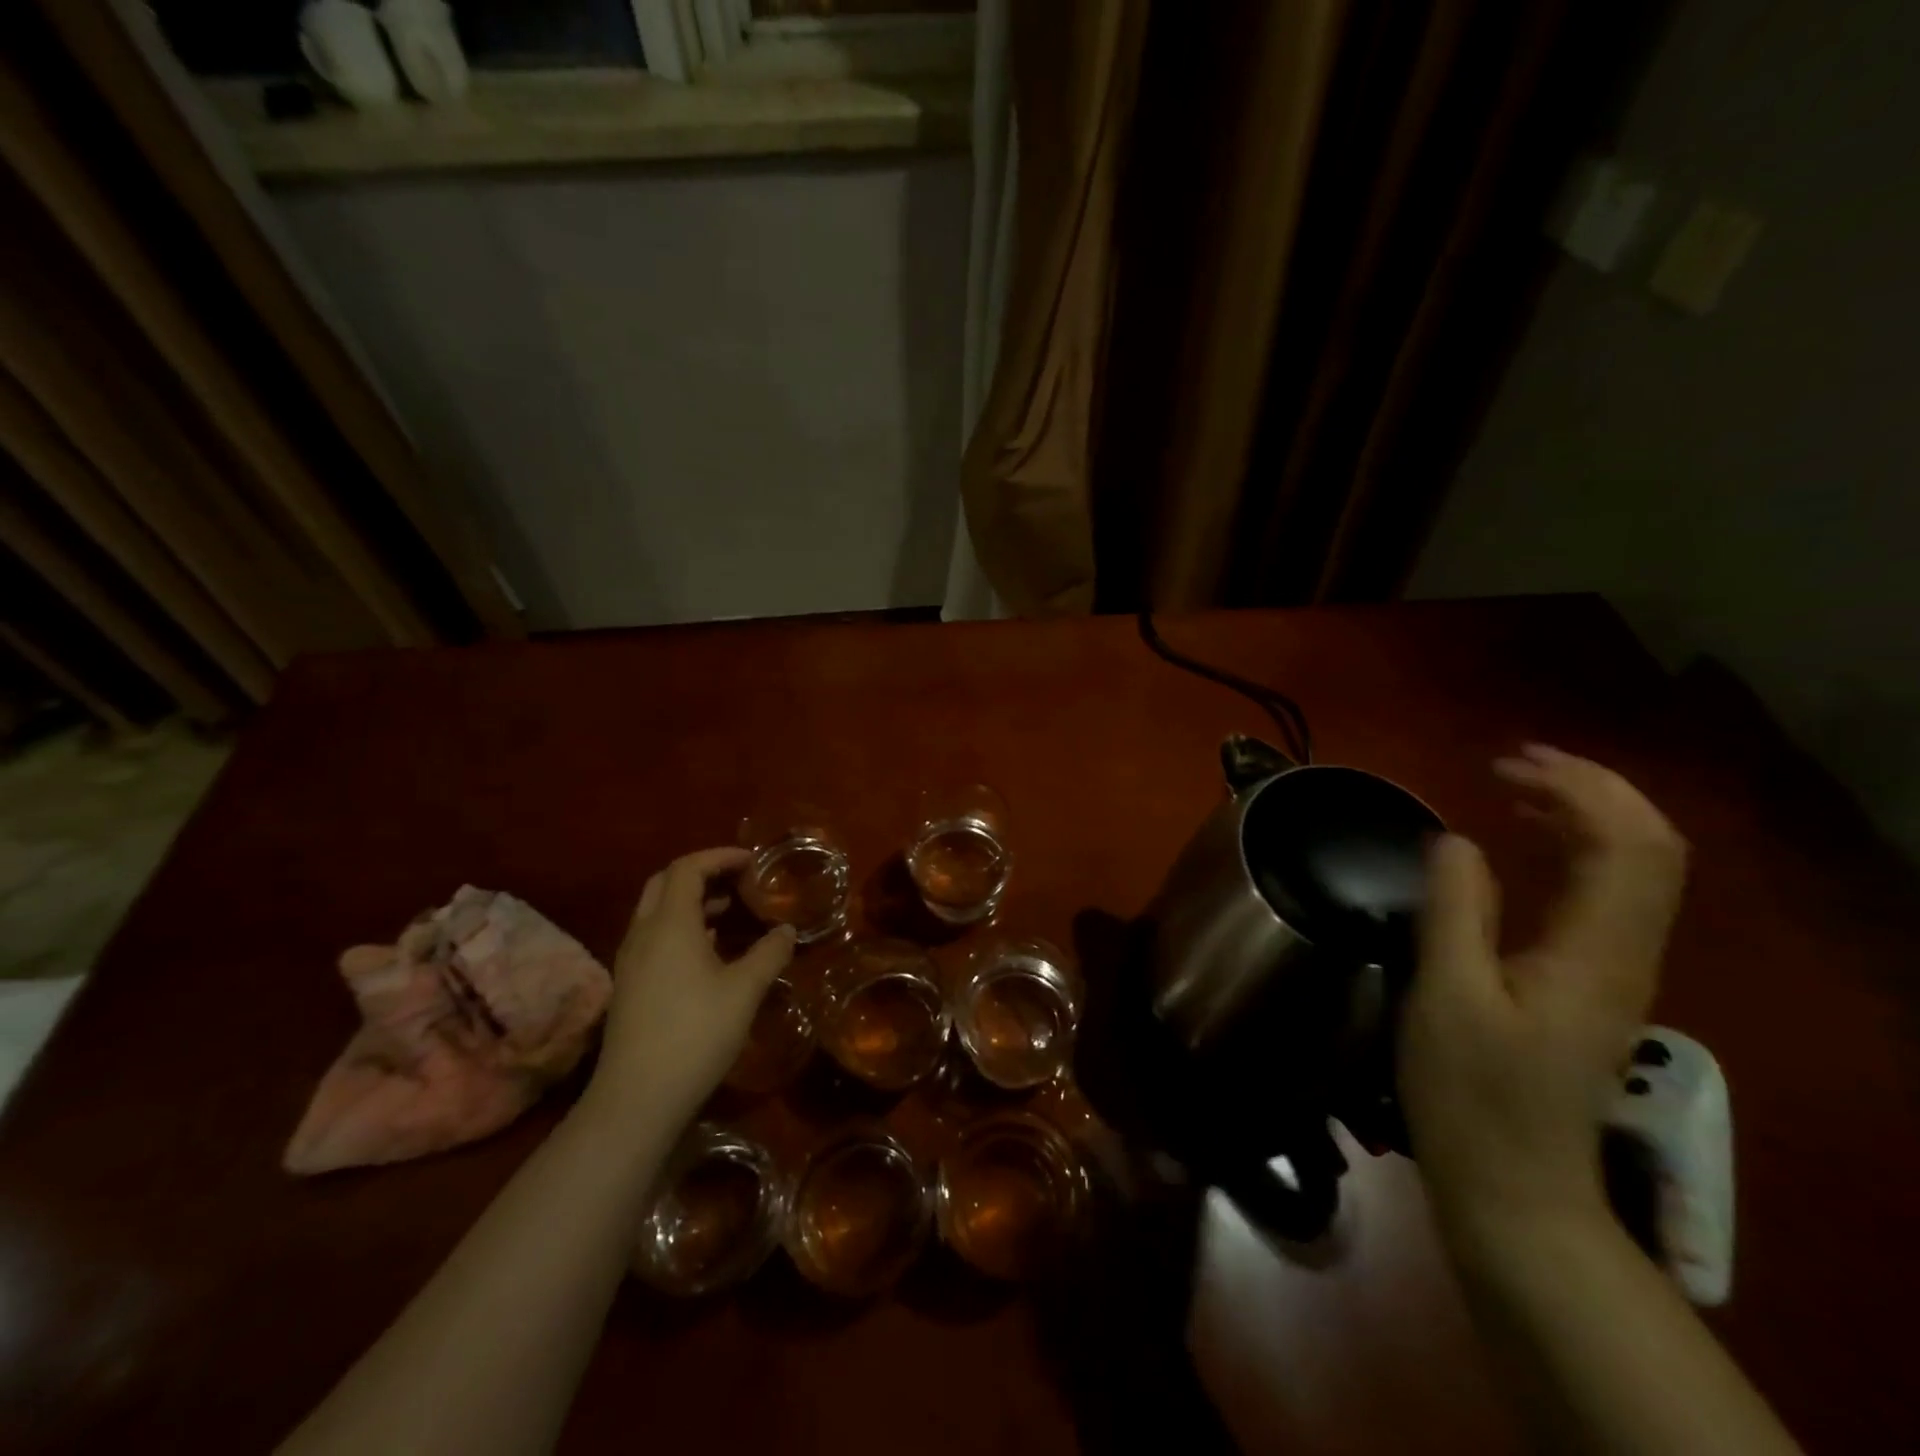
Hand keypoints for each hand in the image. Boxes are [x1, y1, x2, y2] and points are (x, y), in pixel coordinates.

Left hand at [585, 848, 794, 1125]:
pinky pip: (654, 936)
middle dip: (702, 873)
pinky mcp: (629, 985)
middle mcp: (643, 933)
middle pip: (665, 882)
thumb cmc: (696, 1033)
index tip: (752, 861)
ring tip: (731, 912)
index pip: (688, 868)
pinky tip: (709, 950)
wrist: (637, 1098)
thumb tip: (787, 930)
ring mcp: (630, 960)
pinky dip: (682, 927)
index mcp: (670, 924)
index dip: (720, 857)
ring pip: (657, 911)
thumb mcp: (745, 990)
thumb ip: (769, 953)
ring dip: (692, 901)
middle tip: (738, 880)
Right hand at [1400, 746, 1687, 1240]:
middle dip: (1589, 790)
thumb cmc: (1471, 1093)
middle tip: (1510, 763)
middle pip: (1648, 848)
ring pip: (1633, 868)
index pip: (1629, 845)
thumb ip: (1455, 910)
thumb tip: (1456, 839)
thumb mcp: (1447, 996)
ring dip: (1583, 814)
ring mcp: (1615, 970)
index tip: (1506, 764)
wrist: (1514, 1185)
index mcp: (1596, 954)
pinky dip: (1573, 850)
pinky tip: (1525, 846)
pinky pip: (1604, 893)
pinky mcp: (1592, 983)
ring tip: (1514, 788)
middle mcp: (1626, 954)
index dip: (1581, 789)